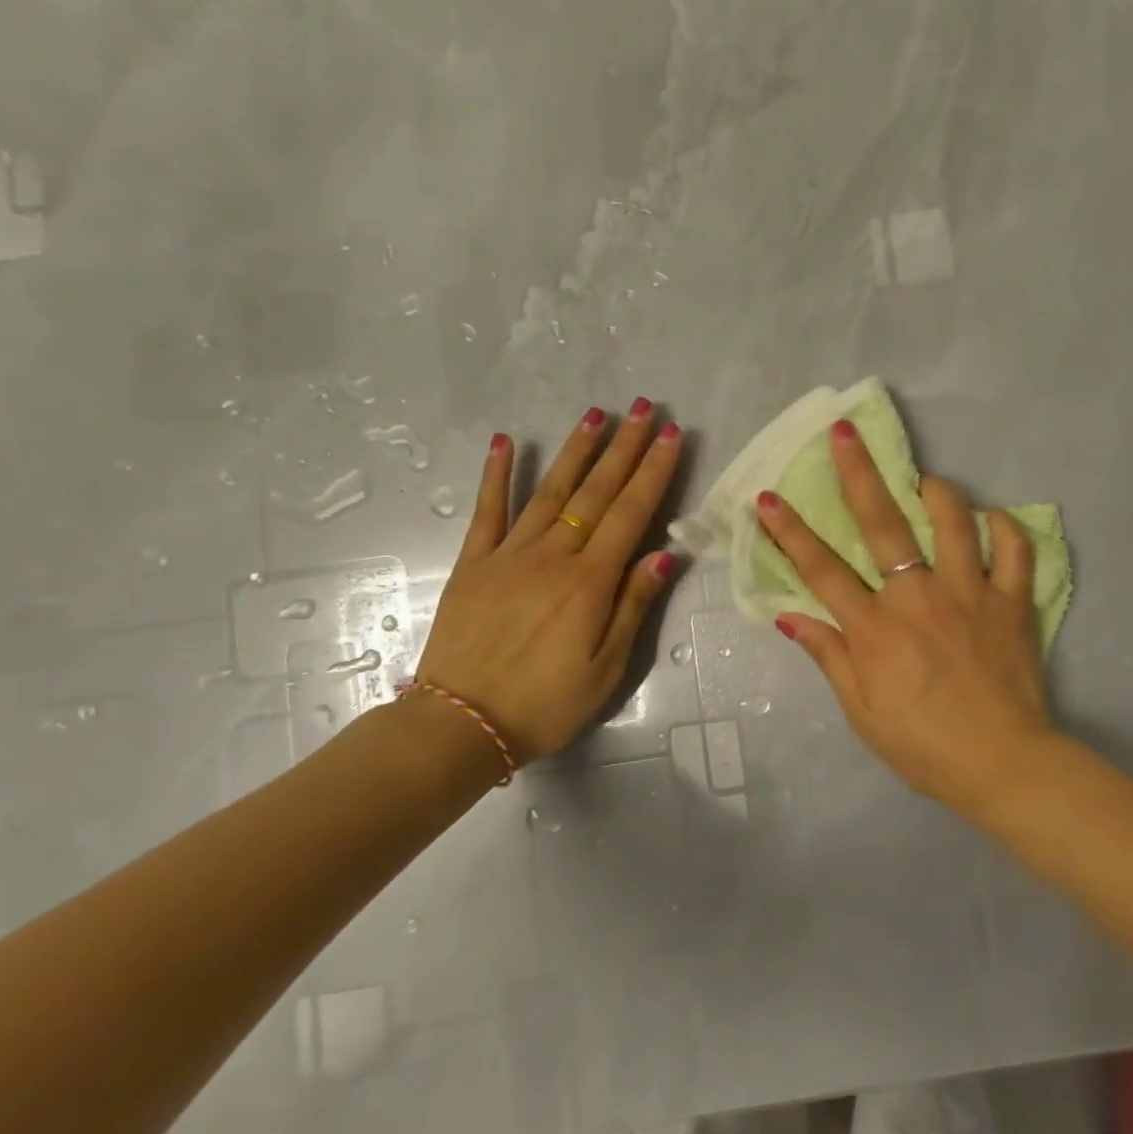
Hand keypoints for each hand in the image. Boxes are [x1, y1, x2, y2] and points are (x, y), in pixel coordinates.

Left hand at [417, 401, 683, 764]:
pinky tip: (504, 442)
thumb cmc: (545, 704)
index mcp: (590, 582)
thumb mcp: (606, 668)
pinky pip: (488, 510)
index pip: (631, 513)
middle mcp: (553, 555)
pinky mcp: (474, 563)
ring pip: (550, 490)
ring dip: (576, 449)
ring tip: (597, 414)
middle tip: (645, 408)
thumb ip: (634, 606)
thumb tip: (665, 555)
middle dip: (625, 447)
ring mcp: (509, 554)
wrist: (461, 725)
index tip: (671, 435)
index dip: (654, 472)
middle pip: (596, 491)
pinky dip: (496, 474)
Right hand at [756, 420, 1053, 811]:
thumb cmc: (924, 745)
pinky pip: (1014, 549)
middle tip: (845, 433)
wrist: (1003, 764)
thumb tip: (789, 615)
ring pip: (954, 521)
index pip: (822, 570)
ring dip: (937, 491)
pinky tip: (993, 517)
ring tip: (924, 479)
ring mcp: (970, 593)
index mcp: (875, 628)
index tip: (766, 497)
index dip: (790, 532)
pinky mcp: (1012, 601)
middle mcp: (919, 597)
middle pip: (883, 524)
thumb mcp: (862, 711)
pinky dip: (1005, 526)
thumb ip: (828, 656)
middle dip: (858, 474)